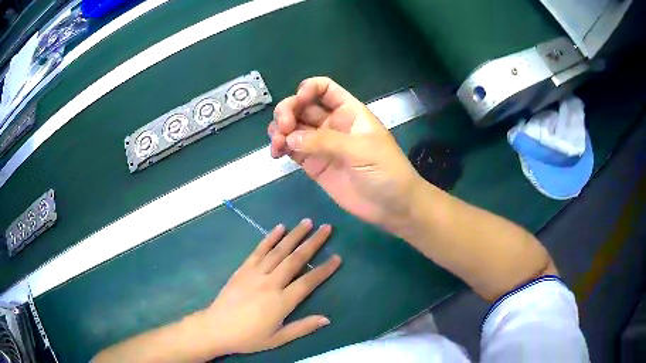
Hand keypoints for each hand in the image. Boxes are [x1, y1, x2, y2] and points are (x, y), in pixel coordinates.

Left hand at [200, 219, 340, 354]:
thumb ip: (303, 327)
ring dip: (294, 235)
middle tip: (326, 228)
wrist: (216, 328)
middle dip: (313, 242)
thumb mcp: (278, 338)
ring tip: (307, 222)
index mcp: (281, 302)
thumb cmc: (249, 337)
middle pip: (295, 259)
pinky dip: (269, 238)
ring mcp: (255, 273)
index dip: (324, 269)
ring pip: (278, 250)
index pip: (308, 282)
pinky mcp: (243, 269)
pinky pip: (258, 250)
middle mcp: (271, 283)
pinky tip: (279, 228)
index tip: (337, 257)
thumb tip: (327, 318)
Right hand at [269, 77, 421, 231]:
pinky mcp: (314, 165)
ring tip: (277, 144)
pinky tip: (276, 153)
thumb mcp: (361, 150)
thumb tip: (290, 137)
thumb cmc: (386, 170)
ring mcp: (321, 144)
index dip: (308, 89)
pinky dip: (280, 147)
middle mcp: (332, 124)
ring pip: (293, 127)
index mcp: (349, 111)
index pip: (324, 88)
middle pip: (302, 106)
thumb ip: (325, 141)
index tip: (298, 101)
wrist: (392, 206)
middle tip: (283, 128)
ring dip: (280, 129)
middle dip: (288, 111)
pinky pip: (292, 149)